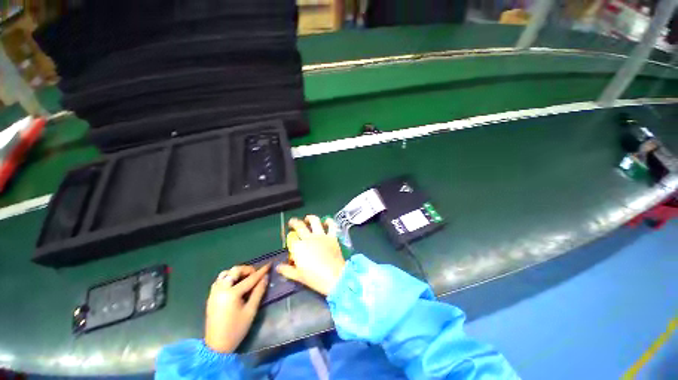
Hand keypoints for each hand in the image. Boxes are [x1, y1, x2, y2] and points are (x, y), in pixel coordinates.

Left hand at [204, 264, 269, 352]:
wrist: (216, 346)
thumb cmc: (236, 330)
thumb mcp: (251, 311)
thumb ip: (259, 292)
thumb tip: (265, 277)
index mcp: (231, 294)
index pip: (250, 278)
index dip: (261, 271)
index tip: (269, 265)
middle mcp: (221, 289)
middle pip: (235, 271)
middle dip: (247, 270)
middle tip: (256, 274)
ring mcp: (214, 292)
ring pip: (226, 273)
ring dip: (237, 272)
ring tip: (246, 278)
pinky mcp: (211, 296)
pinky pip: (220, 280)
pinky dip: (229, 277)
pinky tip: (235, 284)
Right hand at [277, 215, 345, 295]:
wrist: (335, 277)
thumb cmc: (315, 278)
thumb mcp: (298, 276)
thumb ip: (287, 270)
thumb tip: (278, 267)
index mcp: (298, 247)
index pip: (291, 239)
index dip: (290, 241)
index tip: (291, 244)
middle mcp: (308, 238)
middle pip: (299, 226)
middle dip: (294, 223)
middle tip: (292, 222)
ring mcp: (321, 236)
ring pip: (314, 221)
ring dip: (310, 218)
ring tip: (308, 218)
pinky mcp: (332, 236)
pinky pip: (331, 225)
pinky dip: (329, 221)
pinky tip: (326, 221)